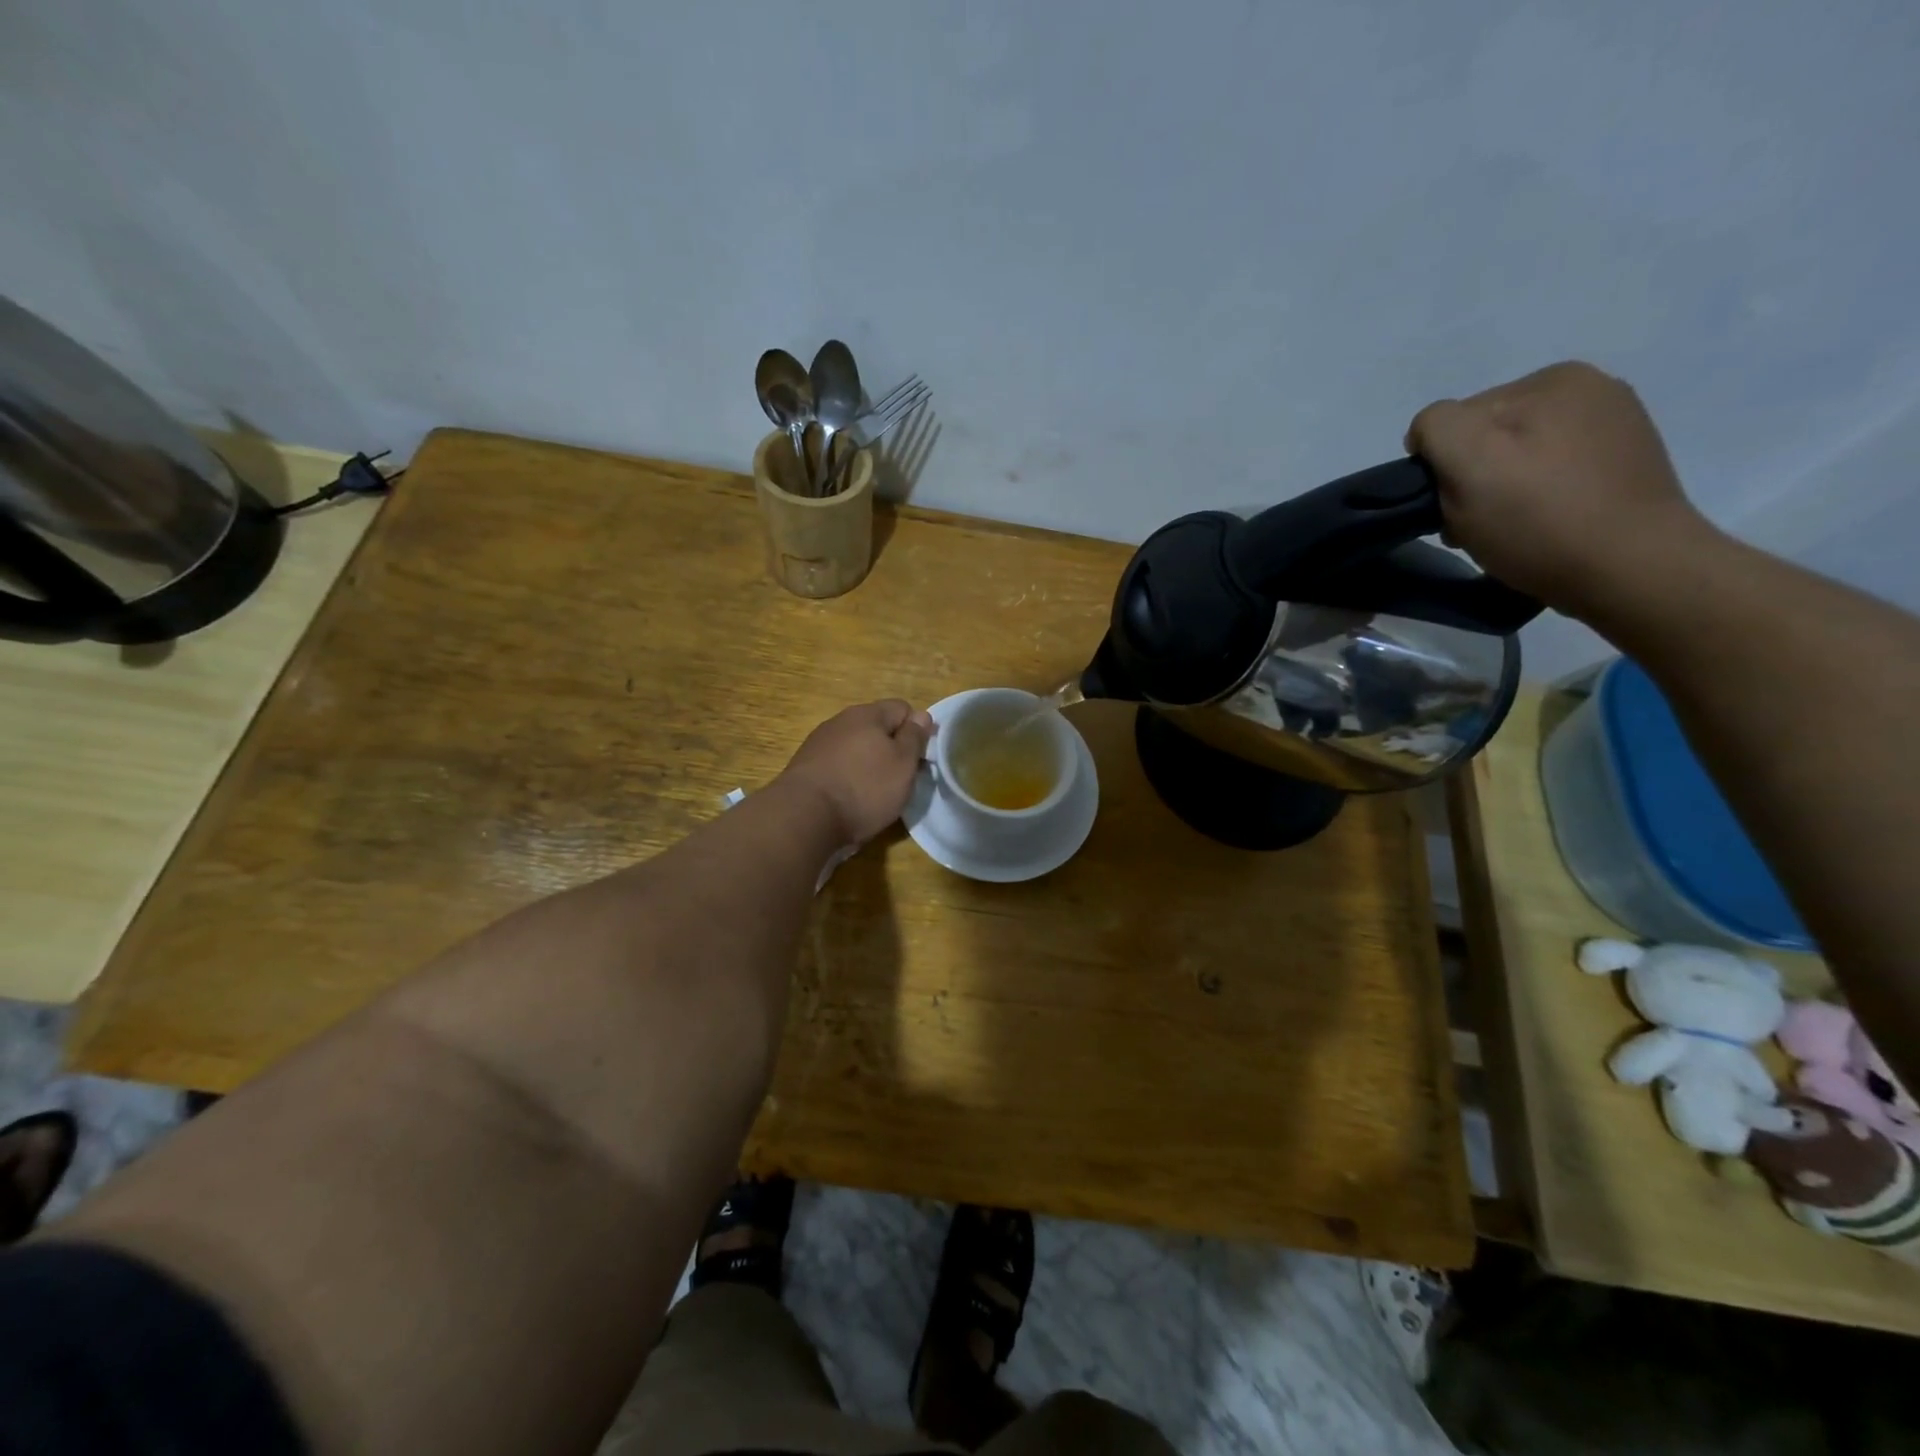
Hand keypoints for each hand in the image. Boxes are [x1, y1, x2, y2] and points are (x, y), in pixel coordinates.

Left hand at [779, 700, 934, 845]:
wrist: (804, 817)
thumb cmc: (864, 788)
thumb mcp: (903, 764)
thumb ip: (914, 737)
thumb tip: (921, 715)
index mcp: (867, 714)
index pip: (902, 708)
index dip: (916, 731)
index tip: (920, 759)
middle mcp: (841, 721)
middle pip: (877, 728)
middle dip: (891, 749)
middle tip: (900, 779)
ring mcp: (819, 743)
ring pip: (855, 747)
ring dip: (868, 764)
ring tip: (874, 793)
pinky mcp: (805, 766)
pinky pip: (837, 765)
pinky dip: (847, 777)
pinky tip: (849, 798)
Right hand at [1405, 361, 1713, 617]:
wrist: (1632, 570)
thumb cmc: (1540, 520)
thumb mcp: (1469, 462)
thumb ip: (1438, 427)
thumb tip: (1431, 435)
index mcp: (1551, 380)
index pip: (1456, 418)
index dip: (1442, 466)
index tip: (1452, 506)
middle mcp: (1590, 390)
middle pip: (1489, 437)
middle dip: (1472, 478)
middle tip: (1478, 524)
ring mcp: (1615, 427)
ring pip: (1519, 458)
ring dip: (1501, 492)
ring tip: (1511, 530)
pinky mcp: (1625, 466)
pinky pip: (1554, 475)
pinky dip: (1538, 499)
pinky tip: (1544, 526)